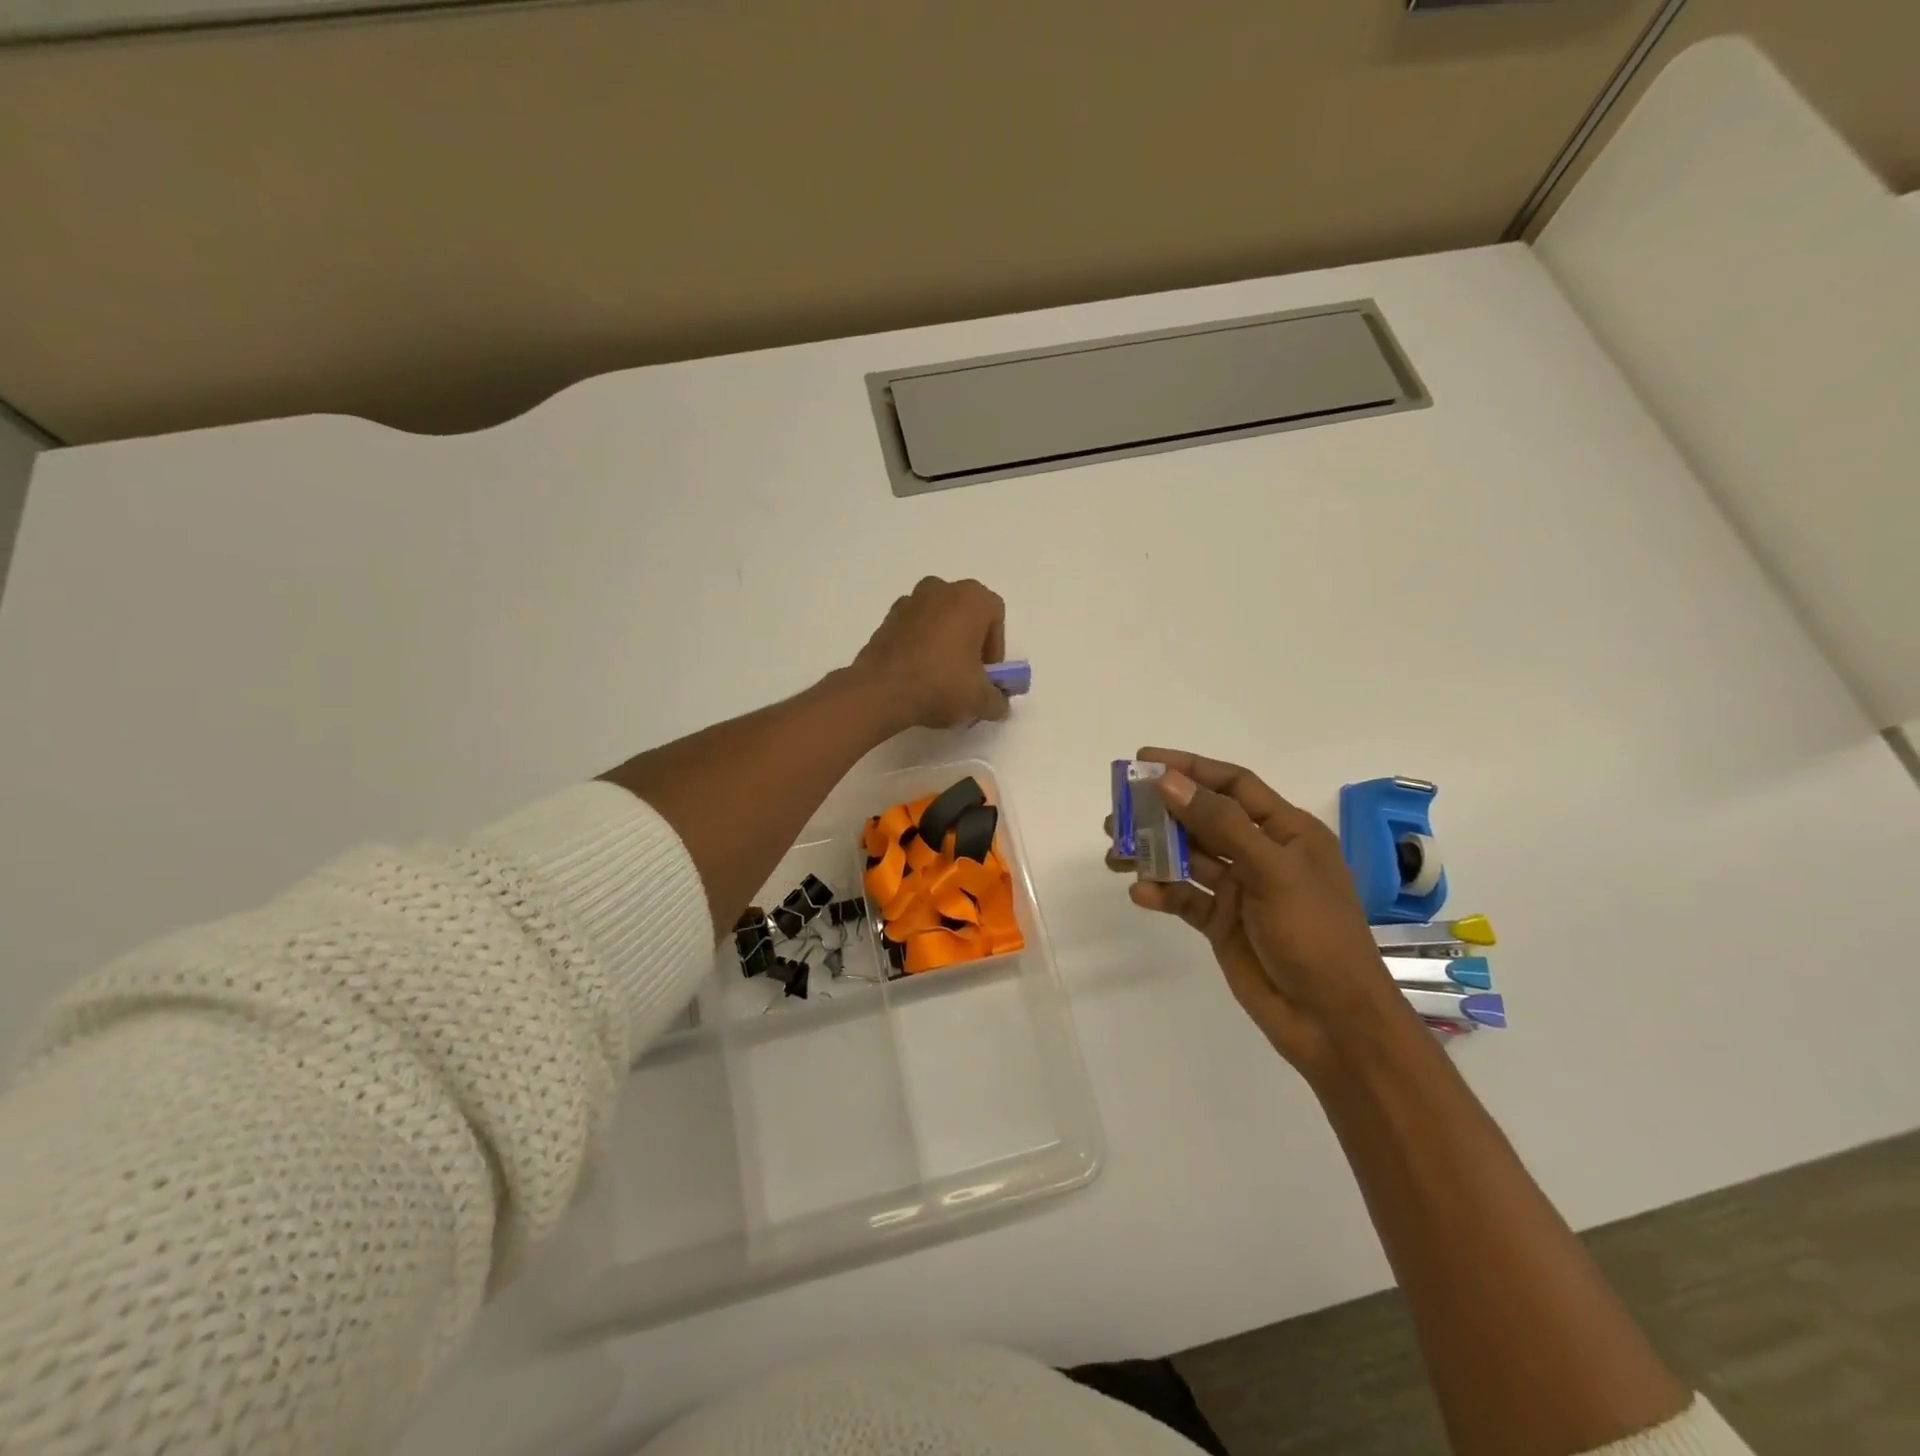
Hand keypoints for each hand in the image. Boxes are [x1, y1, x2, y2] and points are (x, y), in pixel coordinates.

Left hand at [850, 577, 1010, 731]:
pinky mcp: (886, 619)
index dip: (995, 651)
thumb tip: (999, 705)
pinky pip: (914, 630)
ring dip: (944, 644)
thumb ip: (998, 700)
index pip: (996, 620)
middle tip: (967, 677)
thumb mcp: (980, 700)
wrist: (880, 691)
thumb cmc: (940, 684)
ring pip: (938, 622)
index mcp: (971, 598)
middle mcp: (941, 589)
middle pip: (966, 617)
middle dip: (969, 645)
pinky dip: (920, 647)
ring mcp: (909, 601)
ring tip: (940, 678)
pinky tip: (917, 675)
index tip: (986, 677)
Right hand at [1109, 748, 1403, 1080]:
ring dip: (1153, 852)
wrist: (1332, 1021)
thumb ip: (1220, 823)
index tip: (1145, 761)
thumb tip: (1168, 782)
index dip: (1190, 768)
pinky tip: (1140, 893)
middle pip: (1203, 819)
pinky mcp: (1222, 923)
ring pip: (1188, 858)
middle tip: (1118, 811)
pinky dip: (1162, 893)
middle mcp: (1261, 854)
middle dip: (1161, 812)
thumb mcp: (1272, 870)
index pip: (1233, 785)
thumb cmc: (1315, 934)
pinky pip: (1185, 898)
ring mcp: (1240, 890)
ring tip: (1115, 852)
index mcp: (1287, 832)